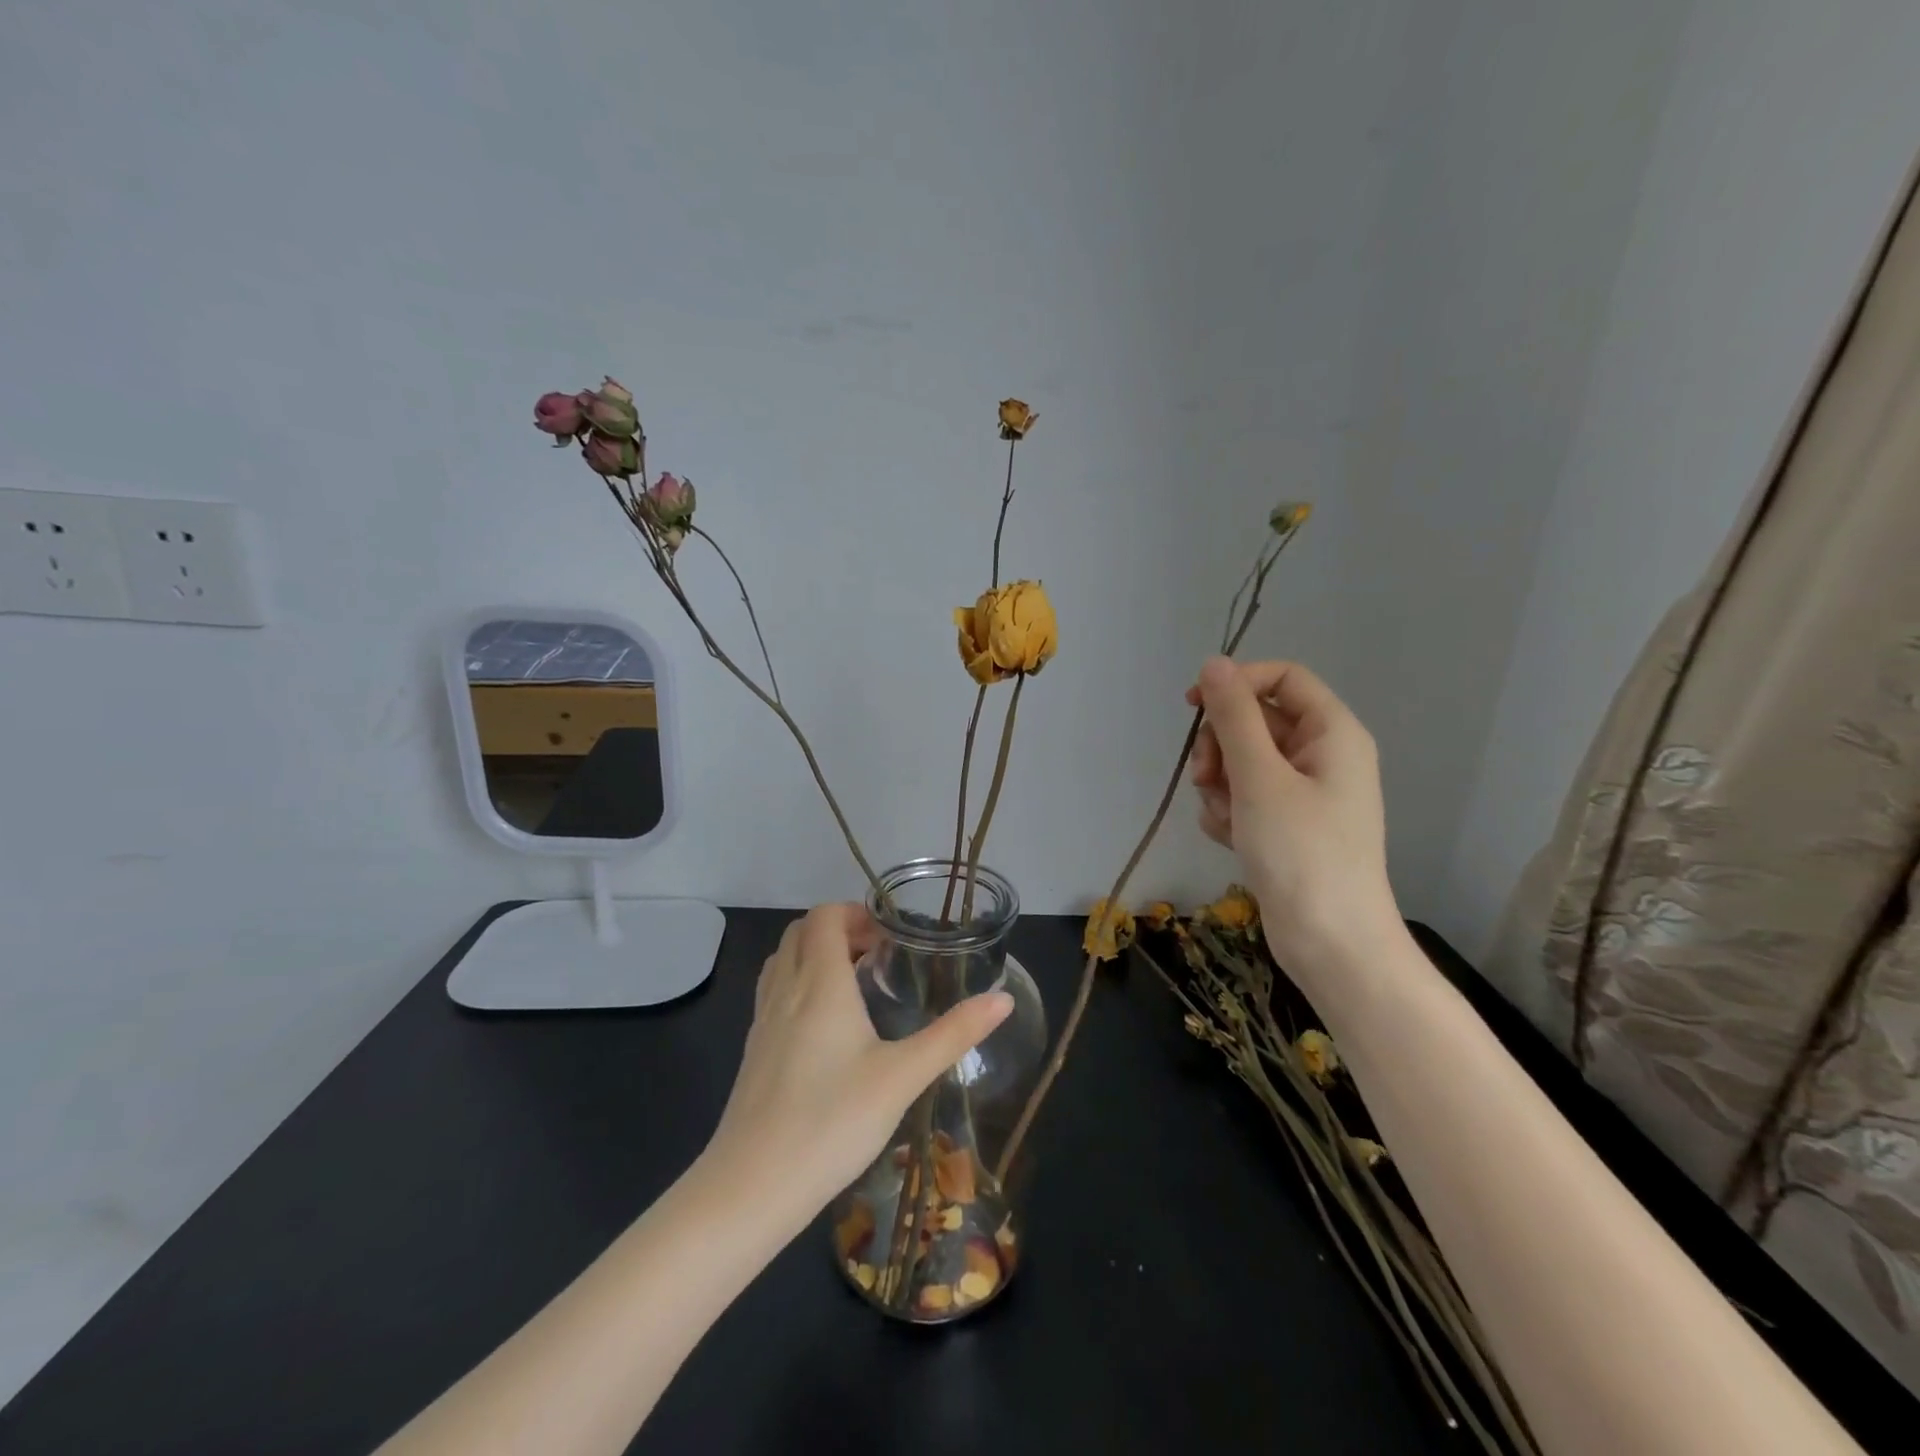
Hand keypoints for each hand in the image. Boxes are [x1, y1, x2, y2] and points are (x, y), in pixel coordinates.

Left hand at [706, 904, 1013, 1218]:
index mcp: (820, 982)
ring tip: (855, 983)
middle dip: (839, 929)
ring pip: (783, 960)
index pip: (825, 915)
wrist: (751, 1187)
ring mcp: (762, 1019)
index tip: (890, 937)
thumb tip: (1003, 1000)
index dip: (856, 913)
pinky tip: (826, 1027)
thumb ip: (953, 1034)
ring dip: (816, 954)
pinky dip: (799, 983)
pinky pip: (774, 991)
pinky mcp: (752, 1050)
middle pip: (801, 931)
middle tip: (878, 955)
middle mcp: (785, 989)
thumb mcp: (903, 1076)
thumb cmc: (832, 1121)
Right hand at [1187, 657, 1397, 967]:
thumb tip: (1213, 663)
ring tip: (1226, 818)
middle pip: (1255, 721)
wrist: (1330, 942)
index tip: (1193, 706)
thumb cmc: (1301, 852)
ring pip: (1241, 761)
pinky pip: (1243, 796)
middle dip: (1221, 746)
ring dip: (1219, 783)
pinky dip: (1228, 811)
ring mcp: (1302, 792)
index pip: (1282, 678)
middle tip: (1206, 776)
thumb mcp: (1260, 777)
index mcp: (1332, 733)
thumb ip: (1233, 716)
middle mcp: (1321, 755)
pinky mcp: (1284, 824)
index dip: (1237, 683)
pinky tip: (1229, 837)